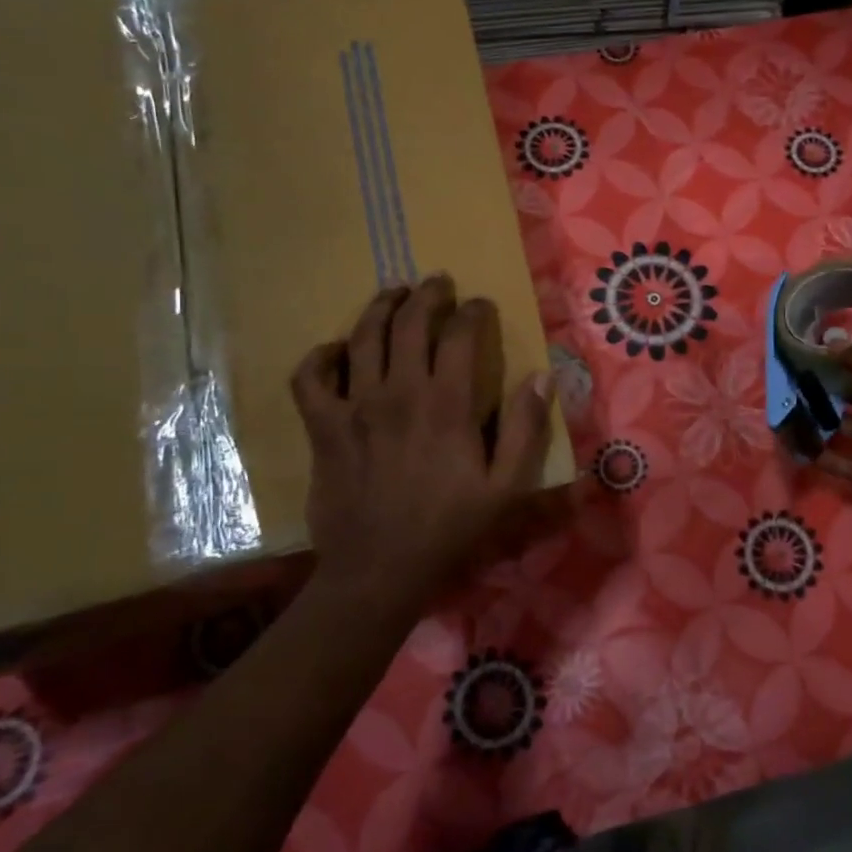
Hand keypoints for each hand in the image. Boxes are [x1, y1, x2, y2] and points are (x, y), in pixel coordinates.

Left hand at [288, 277, 555, 616]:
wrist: (379, 569)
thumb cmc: (449, 527)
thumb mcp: (506, 486)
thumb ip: (526, 428)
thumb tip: (541, 376)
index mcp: (446, 405)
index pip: (460, 335)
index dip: (473, 312)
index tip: (482, 305)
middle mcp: (397, 393)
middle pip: (409, 323)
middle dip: (428, 294)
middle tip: (438, 281)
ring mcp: (354, 407)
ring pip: (362, 337)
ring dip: (380, 307)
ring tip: (394, 293)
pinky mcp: (323, 427)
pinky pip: (310, 378)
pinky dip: (321, 356)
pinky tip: (336, 350)